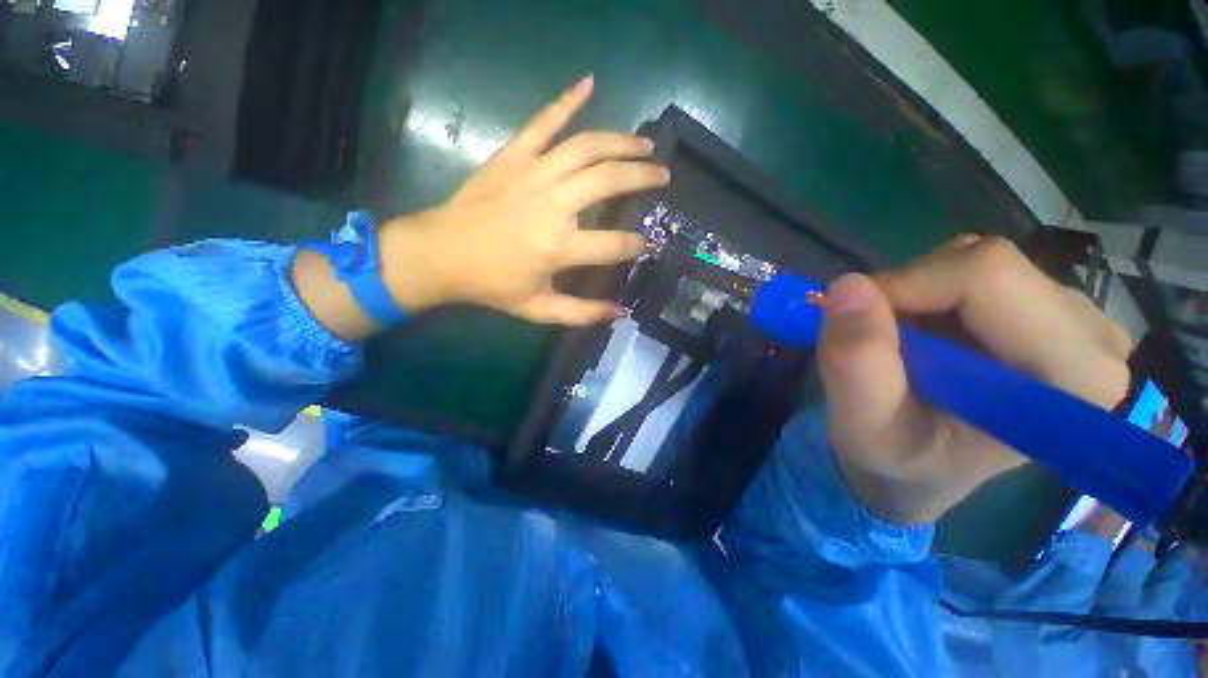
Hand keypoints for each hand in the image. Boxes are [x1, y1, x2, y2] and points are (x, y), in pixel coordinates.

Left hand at [377, 75, 669, 324]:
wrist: (441, 254)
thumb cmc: (493, 285)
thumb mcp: (539, 309)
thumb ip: (582, 313)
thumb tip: (620, 312)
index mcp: (559, 247)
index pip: (614, 244)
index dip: (636, 244)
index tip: (646, 243)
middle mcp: (553, 204)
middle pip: (609, 180)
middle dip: (643, 177)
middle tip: (664, 175)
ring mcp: (532, 173)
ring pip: (587, 147)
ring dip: (621, 142)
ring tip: (644, 145)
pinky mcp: (513, 156)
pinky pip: (544, 121)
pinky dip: (567, 100)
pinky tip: (589, 84)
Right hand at [817, 236, 1131, 523]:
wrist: (920, 469)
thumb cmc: (896, 459)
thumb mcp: (862, 425)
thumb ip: (856, 364)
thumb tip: (847, 285)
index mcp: (1071, 380)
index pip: (988, 277)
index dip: (906, 287)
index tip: (857, 320)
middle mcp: (1095, 342)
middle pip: (988, 263)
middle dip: (911, 292)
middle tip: (881, 337)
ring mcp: (1081, 322)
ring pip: (980, 260)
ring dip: (920, 293)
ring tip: (906, 344)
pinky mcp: (1055, 313)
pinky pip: (981, 269)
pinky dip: (933, 292)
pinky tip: (929, 335)